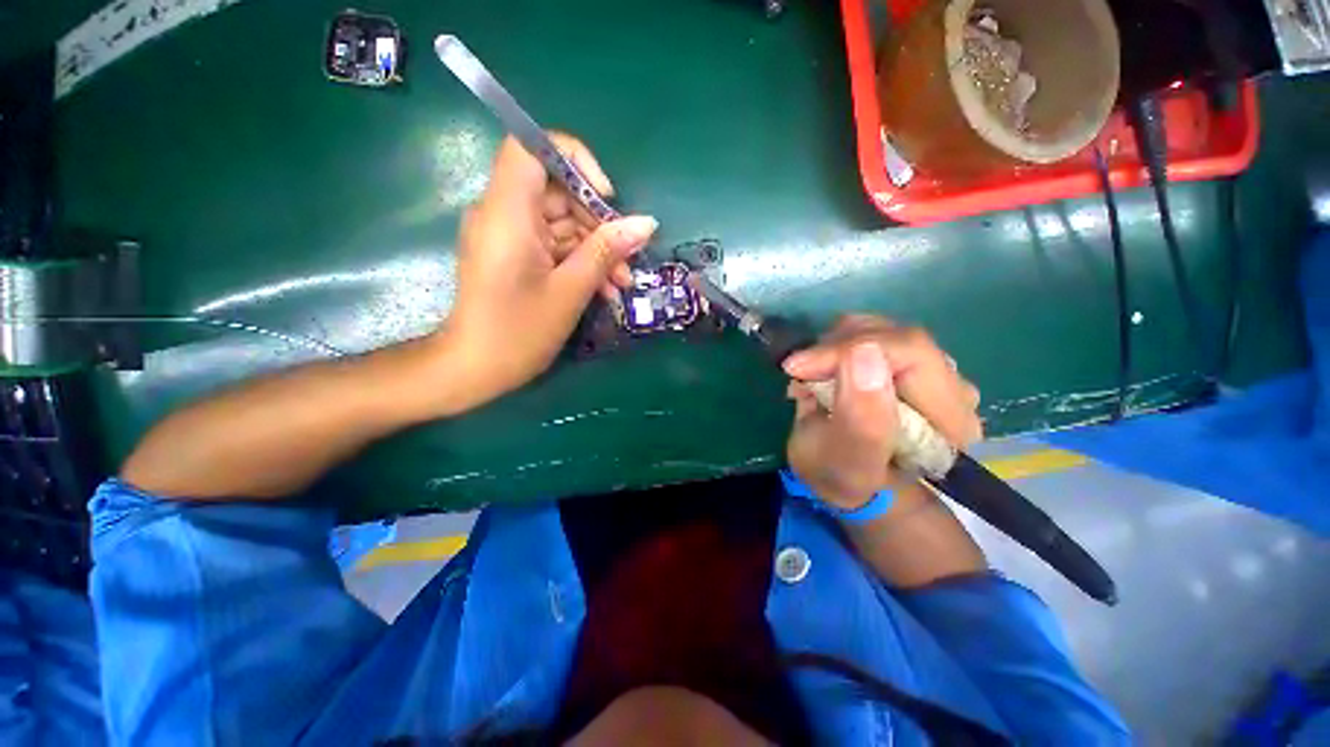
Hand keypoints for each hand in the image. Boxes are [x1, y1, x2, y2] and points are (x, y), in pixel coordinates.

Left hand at [438, 134, 656, 411]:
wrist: (475, 369)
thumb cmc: (519, 331)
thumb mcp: (570, 290)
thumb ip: (607, 251)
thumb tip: (646, 223)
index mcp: (508, 212)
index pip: (531, 147)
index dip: (574, 160)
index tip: (604, 196)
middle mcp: (504, 214)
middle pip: (557, 191)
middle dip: (599, 223)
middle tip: (628, 259)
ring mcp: (511, 236)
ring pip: (562, 223)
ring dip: (596, 249)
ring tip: (622, 283)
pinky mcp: (517, 255)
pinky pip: (554, 245)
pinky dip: (580, 262)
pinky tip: (605, 289)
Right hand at [782, 316, 981, 509]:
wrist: (843, 477)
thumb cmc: (842, 477)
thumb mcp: (846, 462)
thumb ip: (861, 418)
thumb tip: (863, 351)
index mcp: (951, 419)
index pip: (911, 353)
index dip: (850, 350)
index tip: (799, 367)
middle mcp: (951, 388)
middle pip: (896, 336)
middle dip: (836, 348)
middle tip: (799, 372)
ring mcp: (928, 369)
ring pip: (879, 328)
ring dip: (832, 347)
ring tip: (809, 379)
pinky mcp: (903, 360)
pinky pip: (868, 332)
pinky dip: (833, 346)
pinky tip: (820, 372)